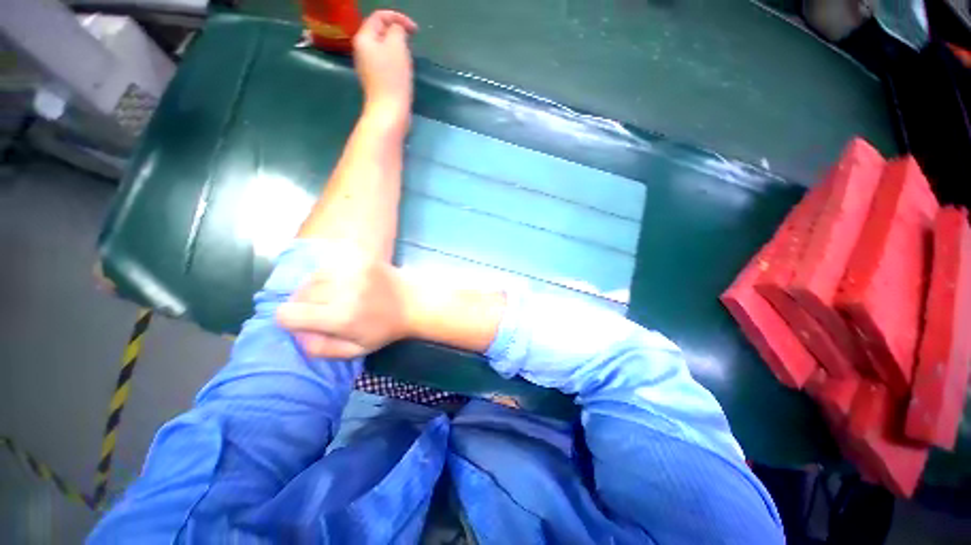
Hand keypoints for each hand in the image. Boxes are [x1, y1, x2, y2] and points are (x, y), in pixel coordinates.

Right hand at [277, 244, 414, 358]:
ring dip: (317, 288)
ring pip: (311, 277)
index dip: (291, 321)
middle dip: (305, 305)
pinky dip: (329, 274)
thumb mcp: (355, 350)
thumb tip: (296, 334)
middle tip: (327, 310)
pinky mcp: (359, 256)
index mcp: (341, 316)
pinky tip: (345, 282)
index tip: (306, 322)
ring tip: (338, 295)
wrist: (413, 301)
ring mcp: (352, 269)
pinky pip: (327, 264)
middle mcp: (342, 289)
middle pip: (298, 294)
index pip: (287, 314)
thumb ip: (320, 348)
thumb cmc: (385, 328)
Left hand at [353, 10, 417, 121]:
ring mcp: (368, 67)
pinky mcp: (376, 80)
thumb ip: (397, 30)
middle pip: (380, 32)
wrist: (389, 112)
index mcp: (364, 38)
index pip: (379, 16)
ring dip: (398, 48)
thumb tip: (398, 30)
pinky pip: (386, 63)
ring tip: (409, 56)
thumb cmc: (393, 78)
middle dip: (397, 33)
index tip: (415, 30)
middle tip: (412, 42)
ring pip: (383, 48)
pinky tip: (404, 70)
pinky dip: (396, 62)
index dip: (398, 18)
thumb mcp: (397, 46)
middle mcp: (362, 50)